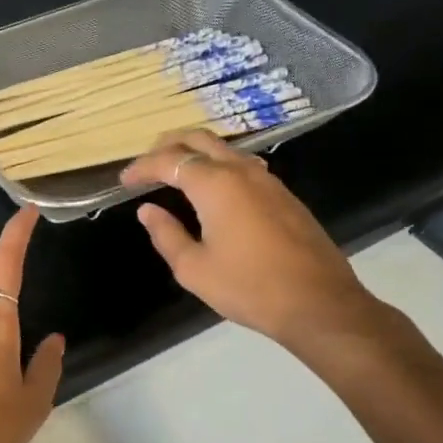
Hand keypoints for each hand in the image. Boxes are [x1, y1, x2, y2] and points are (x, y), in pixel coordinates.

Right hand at [120, 130, 390, 367]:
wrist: (318, 303)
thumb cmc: (248, 287)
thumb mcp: (193, 268)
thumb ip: (166, 234)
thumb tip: (148, 211)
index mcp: (215, 185)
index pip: (169, 162)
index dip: (142, 168)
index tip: (124, 182)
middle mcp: (241, 171)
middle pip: (199, 139)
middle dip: (168, 146)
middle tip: (147, 163)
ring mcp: (268, 180)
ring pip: (225, 149)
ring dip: (196, 153)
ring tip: (176, 172)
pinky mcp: (284, 195)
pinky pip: (243, 165)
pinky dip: (219, 166)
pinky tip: (213, 189)